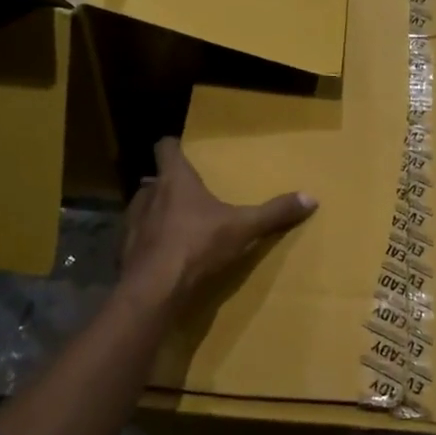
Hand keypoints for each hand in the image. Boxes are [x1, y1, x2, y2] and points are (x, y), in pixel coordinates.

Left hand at [121, 137, 316, 310]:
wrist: (154, 288)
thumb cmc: (198, 245)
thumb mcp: (244, 228)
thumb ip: (274, 213)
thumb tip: (311, 198)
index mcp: (175, 180)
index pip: (165, 147)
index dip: (173, 146)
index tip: (183, 150)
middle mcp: (148, 193)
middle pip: (155, 179)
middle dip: (169, 185)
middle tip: (189, 195)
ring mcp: (132, 221)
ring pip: (143, 207)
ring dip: (156, 213)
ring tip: (176, 225)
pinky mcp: (124, 249)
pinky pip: (136, 237)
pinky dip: (148, 241)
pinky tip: (163, 255)